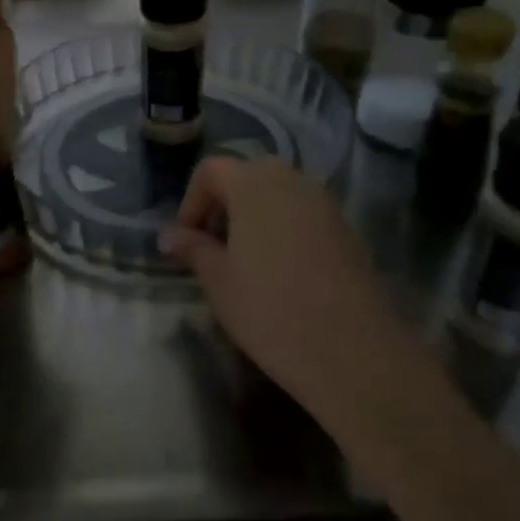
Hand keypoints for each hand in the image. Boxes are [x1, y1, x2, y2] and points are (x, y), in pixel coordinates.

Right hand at [161, 157, 424, 434]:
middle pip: (248, 175)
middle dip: (224, 204)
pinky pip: (304, 214)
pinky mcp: (347, 229)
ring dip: (254, 215)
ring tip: (244, 260)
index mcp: (254, 184)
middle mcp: (292, 181)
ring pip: (279, 193)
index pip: (211, 170)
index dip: (191, 201)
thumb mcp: (218, 281)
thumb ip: (192, 249)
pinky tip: (280, 271)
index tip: (186, 241)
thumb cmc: (269, 309)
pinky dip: (283, 228)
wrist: (350, 350)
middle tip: (213, 246)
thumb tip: (170, 235)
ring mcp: (325, 204)